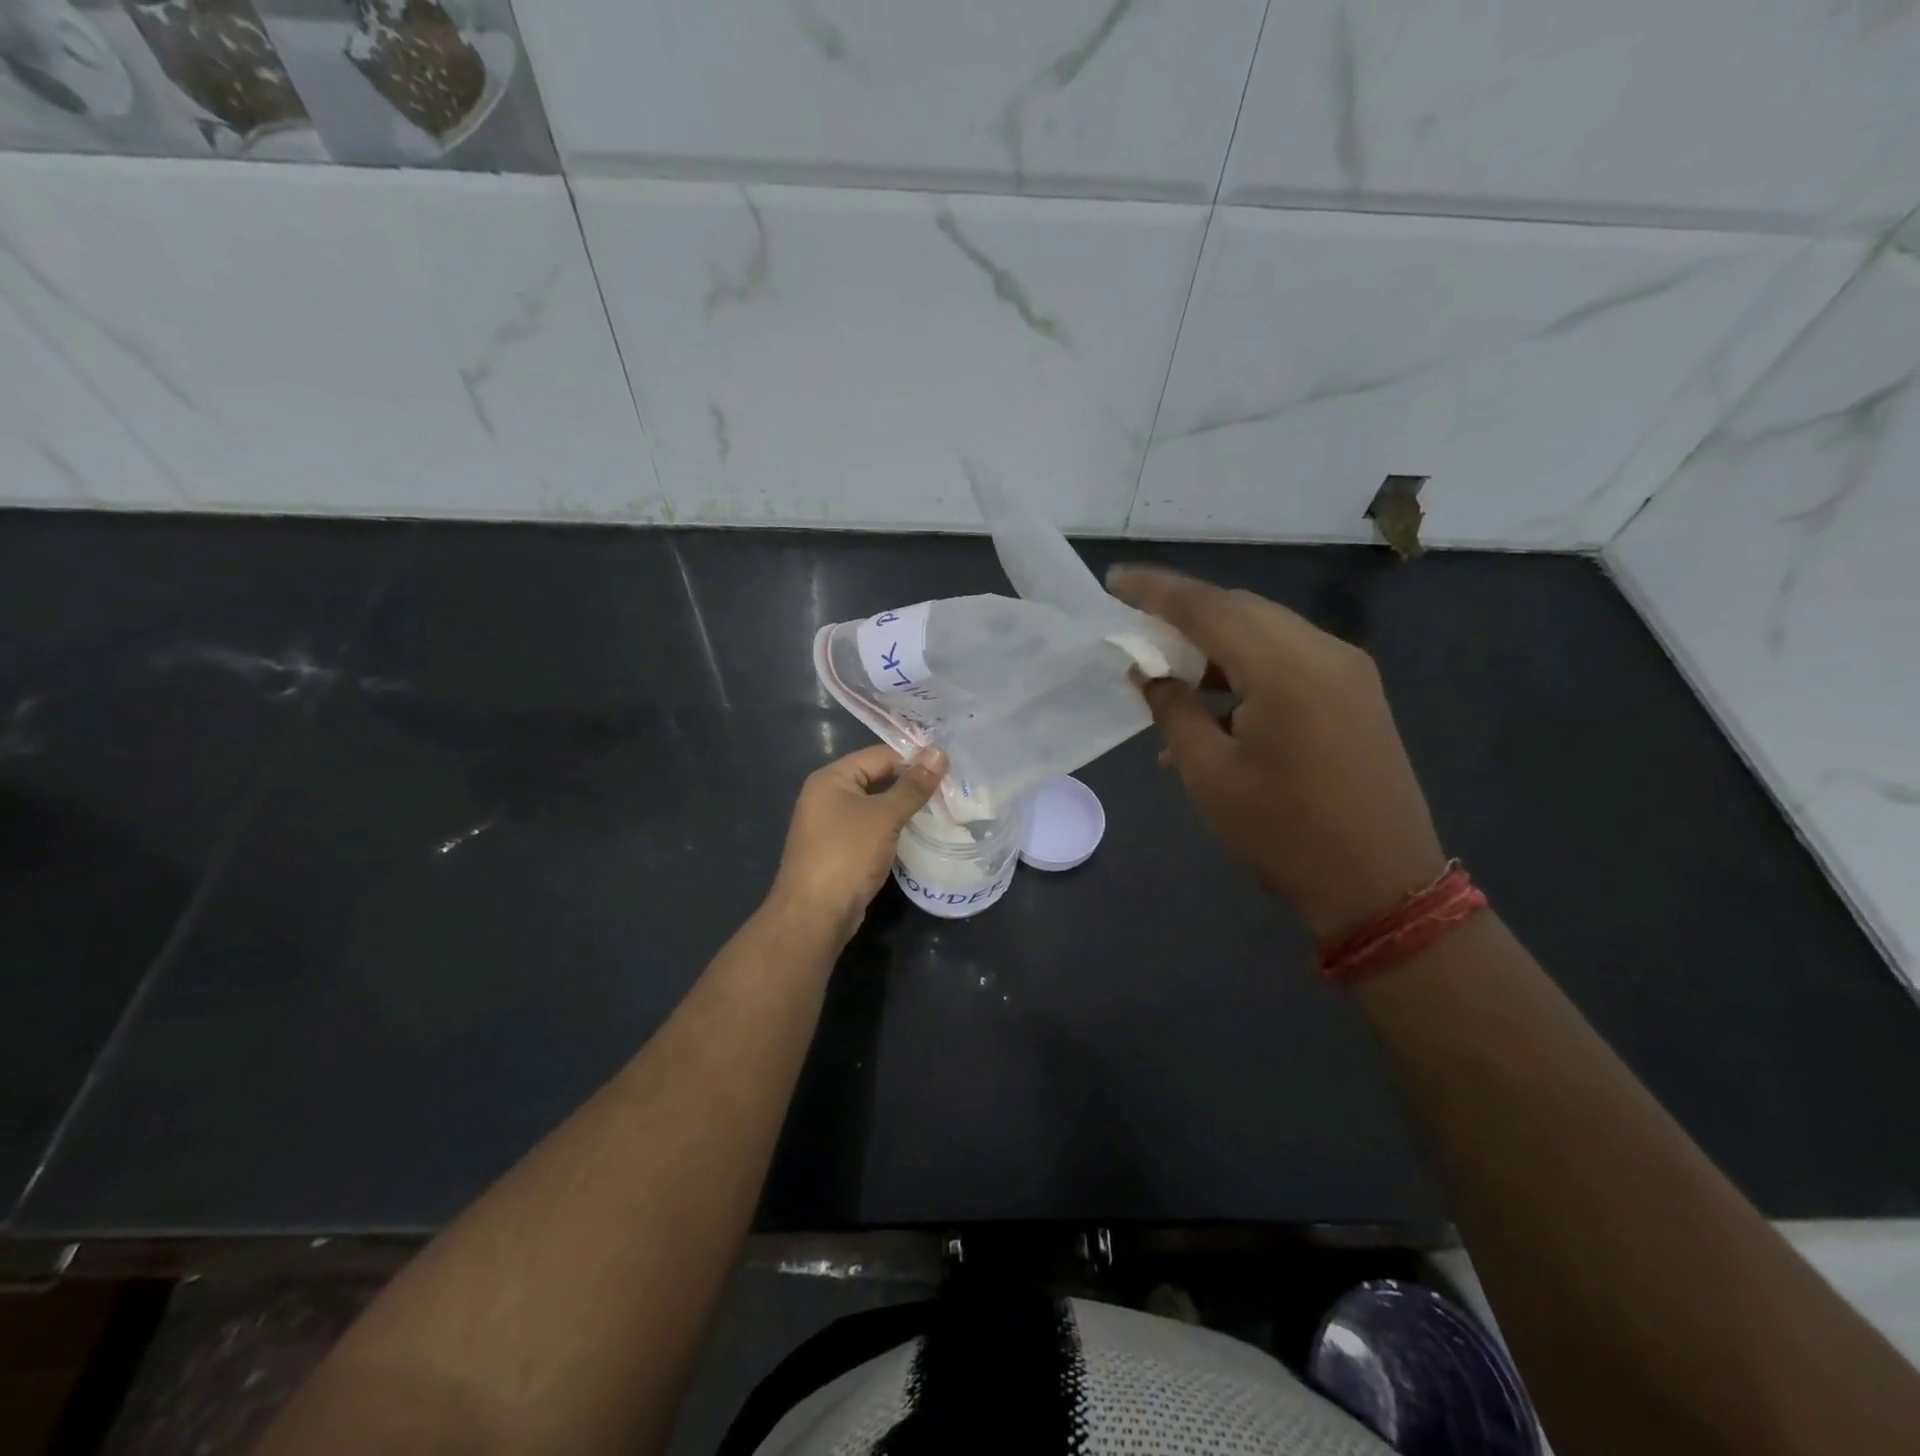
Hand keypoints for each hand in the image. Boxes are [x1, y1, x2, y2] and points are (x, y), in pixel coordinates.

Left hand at [769, 743, 946, 937]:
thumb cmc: (847, 854)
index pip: (879, 755)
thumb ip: (913, 786)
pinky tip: (917, 836)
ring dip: (903, 809)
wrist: (814, 914)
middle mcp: (826, 796)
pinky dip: (892, 830)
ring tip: (941, 810)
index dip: (913, 760)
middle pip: (876, 779)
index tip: (948, 769)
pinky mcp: (838, 851)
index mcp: (831, 778)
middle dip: (910, 785)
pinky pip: (870, 830)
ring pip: (875, 807)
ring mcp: (830, 825)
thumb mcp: (884, 816)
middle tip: (950, 790)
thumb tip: (939, 753)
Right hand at [1107, 564, 1445, 940]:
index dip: (1156, 591)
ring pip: (1266, 630)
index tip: (1114, 580)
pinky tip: (1215, 705)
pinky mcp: (1355, 693)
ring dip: (1214, 643)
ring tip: (1169, 673)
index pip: (1208, 607)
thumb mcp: (1210, 775)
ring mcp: (1347, 671)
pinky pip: (1288, 659)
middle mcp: (1323, 652)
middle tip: (1135, 626)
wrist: (1380, 887)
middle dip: (1184, 612)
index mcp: (1285, 668)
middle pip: (1241, 610)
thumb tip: (1150, 673)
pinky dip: (1245, 668)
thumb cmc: (1283, 834)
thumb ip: (1173, 710)